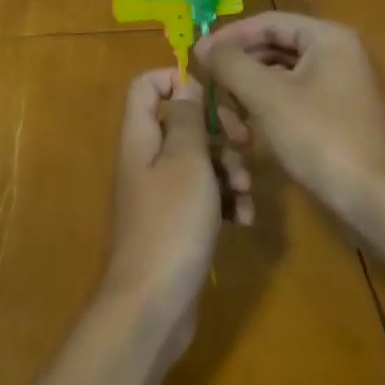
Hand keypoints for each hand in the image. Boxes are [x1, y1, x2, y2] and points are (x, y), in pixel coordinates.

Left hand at [100, 70, 252, 351]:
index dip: (176, 79)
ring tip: (245, 192)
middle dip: (218, 130)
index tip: (214, 94)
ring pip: (199, 160)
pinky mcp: (176, 223)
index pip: (146, 86)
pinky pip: (203, 196)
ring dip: (228, 169)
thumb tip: (186, 85)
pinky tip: (244, 219)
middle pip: (181, 123)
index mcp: (140, 137)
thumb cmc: (171, 224)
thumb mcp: (186, 162)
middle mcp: (146, 159)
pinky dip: (224, 200)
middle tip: (243, 143)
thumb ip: (187, 119)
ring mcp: (160, 193)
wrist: (152, 306)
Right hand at [195, 13, 384, 216]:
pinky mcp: (337, 116)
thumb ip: (231, 64)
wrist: (379, 201)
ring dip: (249, 96)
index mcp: (328, 38)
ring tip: (231, 126)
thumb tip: (204, 46)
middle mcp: (337, 54)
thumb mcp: (268, 97)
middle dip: (239, 72)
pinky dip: (267, 112)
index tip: (198, 57)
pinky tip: (250, 136)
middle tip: (211, 93)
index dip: (230, 37)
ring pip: (279, 78)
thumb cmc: (322, 138)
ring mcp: (339, 86)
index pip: (268, 22)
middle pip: (273, 49)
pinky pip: (292, 99)